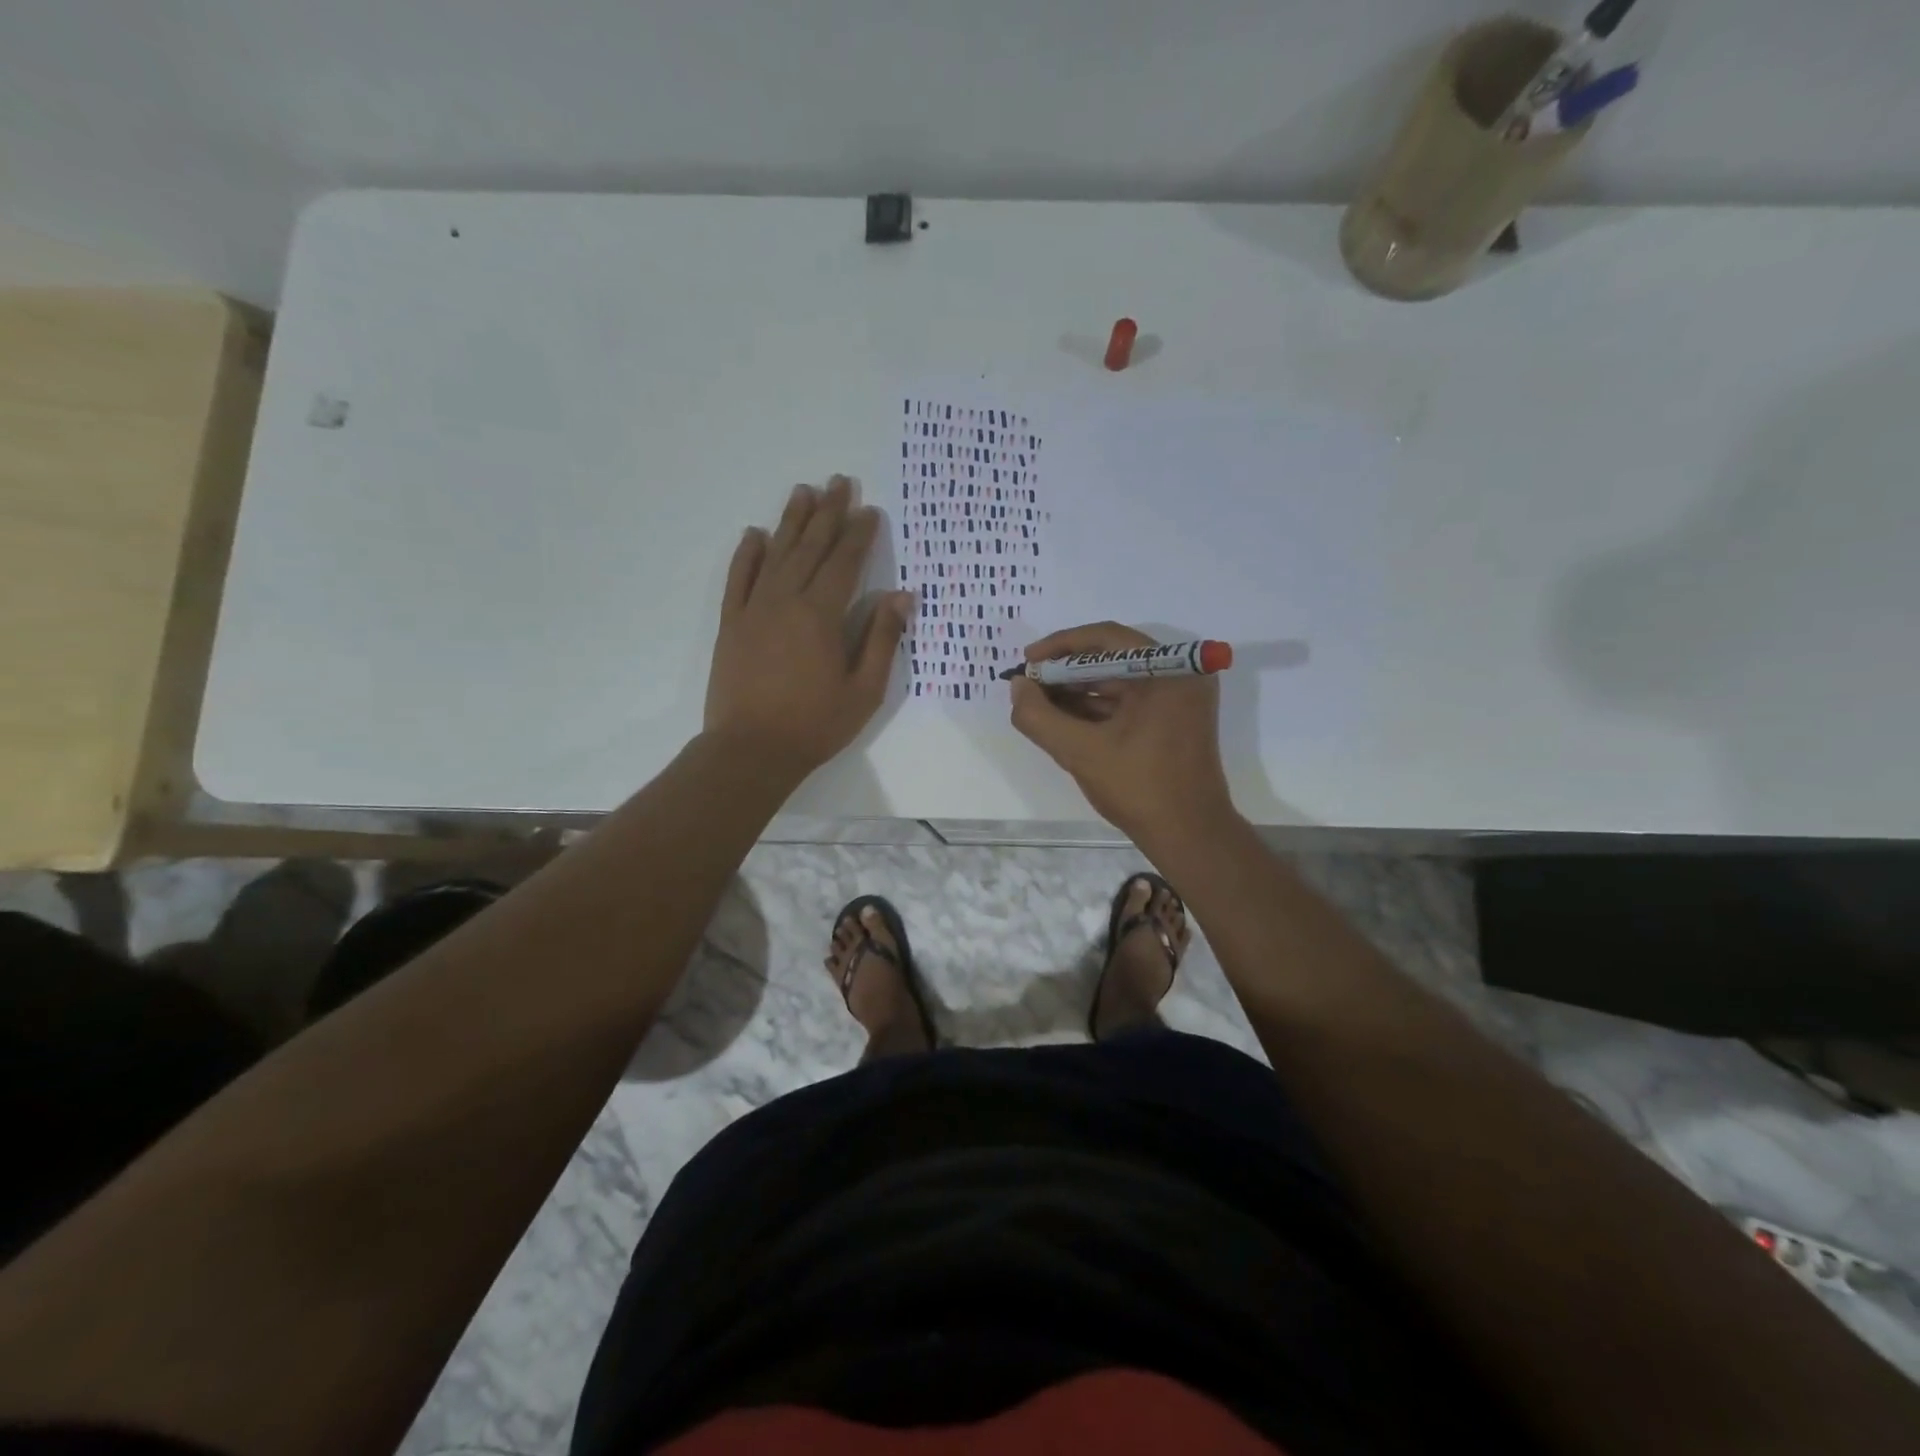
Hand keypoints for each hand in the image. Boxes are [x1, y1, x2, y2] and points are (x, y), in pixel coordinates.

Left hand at [704, 476, 914, 780]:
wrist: (751, 750)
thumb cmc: (815, 724)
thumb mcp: (864, 690)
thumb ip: (882, 639)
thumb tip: (901, 596)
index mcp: (822, 616)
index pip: (845, 563)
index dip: (860, 535)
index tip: (871, 510)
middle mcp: (786, 600)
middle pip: (810, 547)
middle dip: (828, 513)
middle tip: (839, 482)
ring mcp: (754, 609)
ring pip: (775, 554)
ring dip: (791, 521)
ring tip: (804, 491)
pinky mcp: (731, 624)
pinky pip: (738, 578)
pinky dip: (747, 554)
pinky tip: (756, 534)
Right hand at [1010, 622, 1236, 842]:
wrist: (1190, 835)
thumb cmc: (1140, 788)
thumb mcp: (1080, 752)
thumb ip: (1039, 717)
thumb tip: (1017, 686)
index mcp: (1167, 670)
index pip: (1106, 638)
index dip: (1060, 646)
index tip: (1027, 663)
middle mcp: (1179, 674)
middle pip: (1111, 658)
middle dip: (1066, 672)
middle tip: (1029, 685)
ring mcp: (1179, 698)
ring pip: (1118, 681)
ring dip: (1077, 691)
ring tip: (1038, 704)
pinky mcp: (1174, 719)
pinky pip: (1129, 702)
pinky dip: (1096, 708)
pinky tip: (1063, 719)